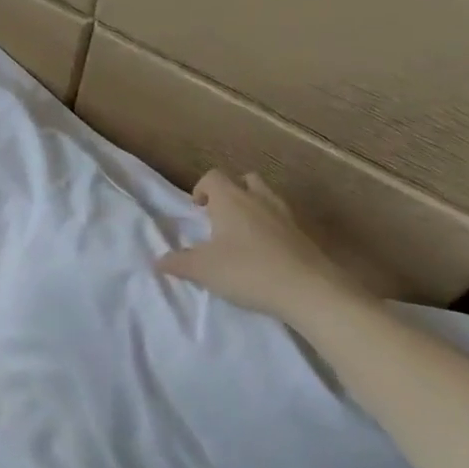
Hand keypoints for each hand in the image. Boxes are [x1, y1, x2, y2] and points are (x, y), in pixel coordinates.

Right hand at [156, 171, 366, 325]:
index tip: (197, 210)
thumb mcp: (203, 270)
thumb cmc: (247, 271)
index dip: (202, 189)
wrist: (309, 290)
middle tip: (220, 218)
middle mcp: (259, 199)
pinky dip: (271, 228)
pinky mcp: (304, 234)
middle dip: (231, 193)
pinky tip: (264, 254)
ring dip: (253, 208)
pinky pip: (282, 220)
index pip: (213, 177)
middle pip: (244, 180)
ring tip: (242, 236)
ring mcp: (286, 215)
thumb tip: (159, 260)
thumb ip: (178, 263)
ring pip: (266, 198)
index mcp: (231, 200)